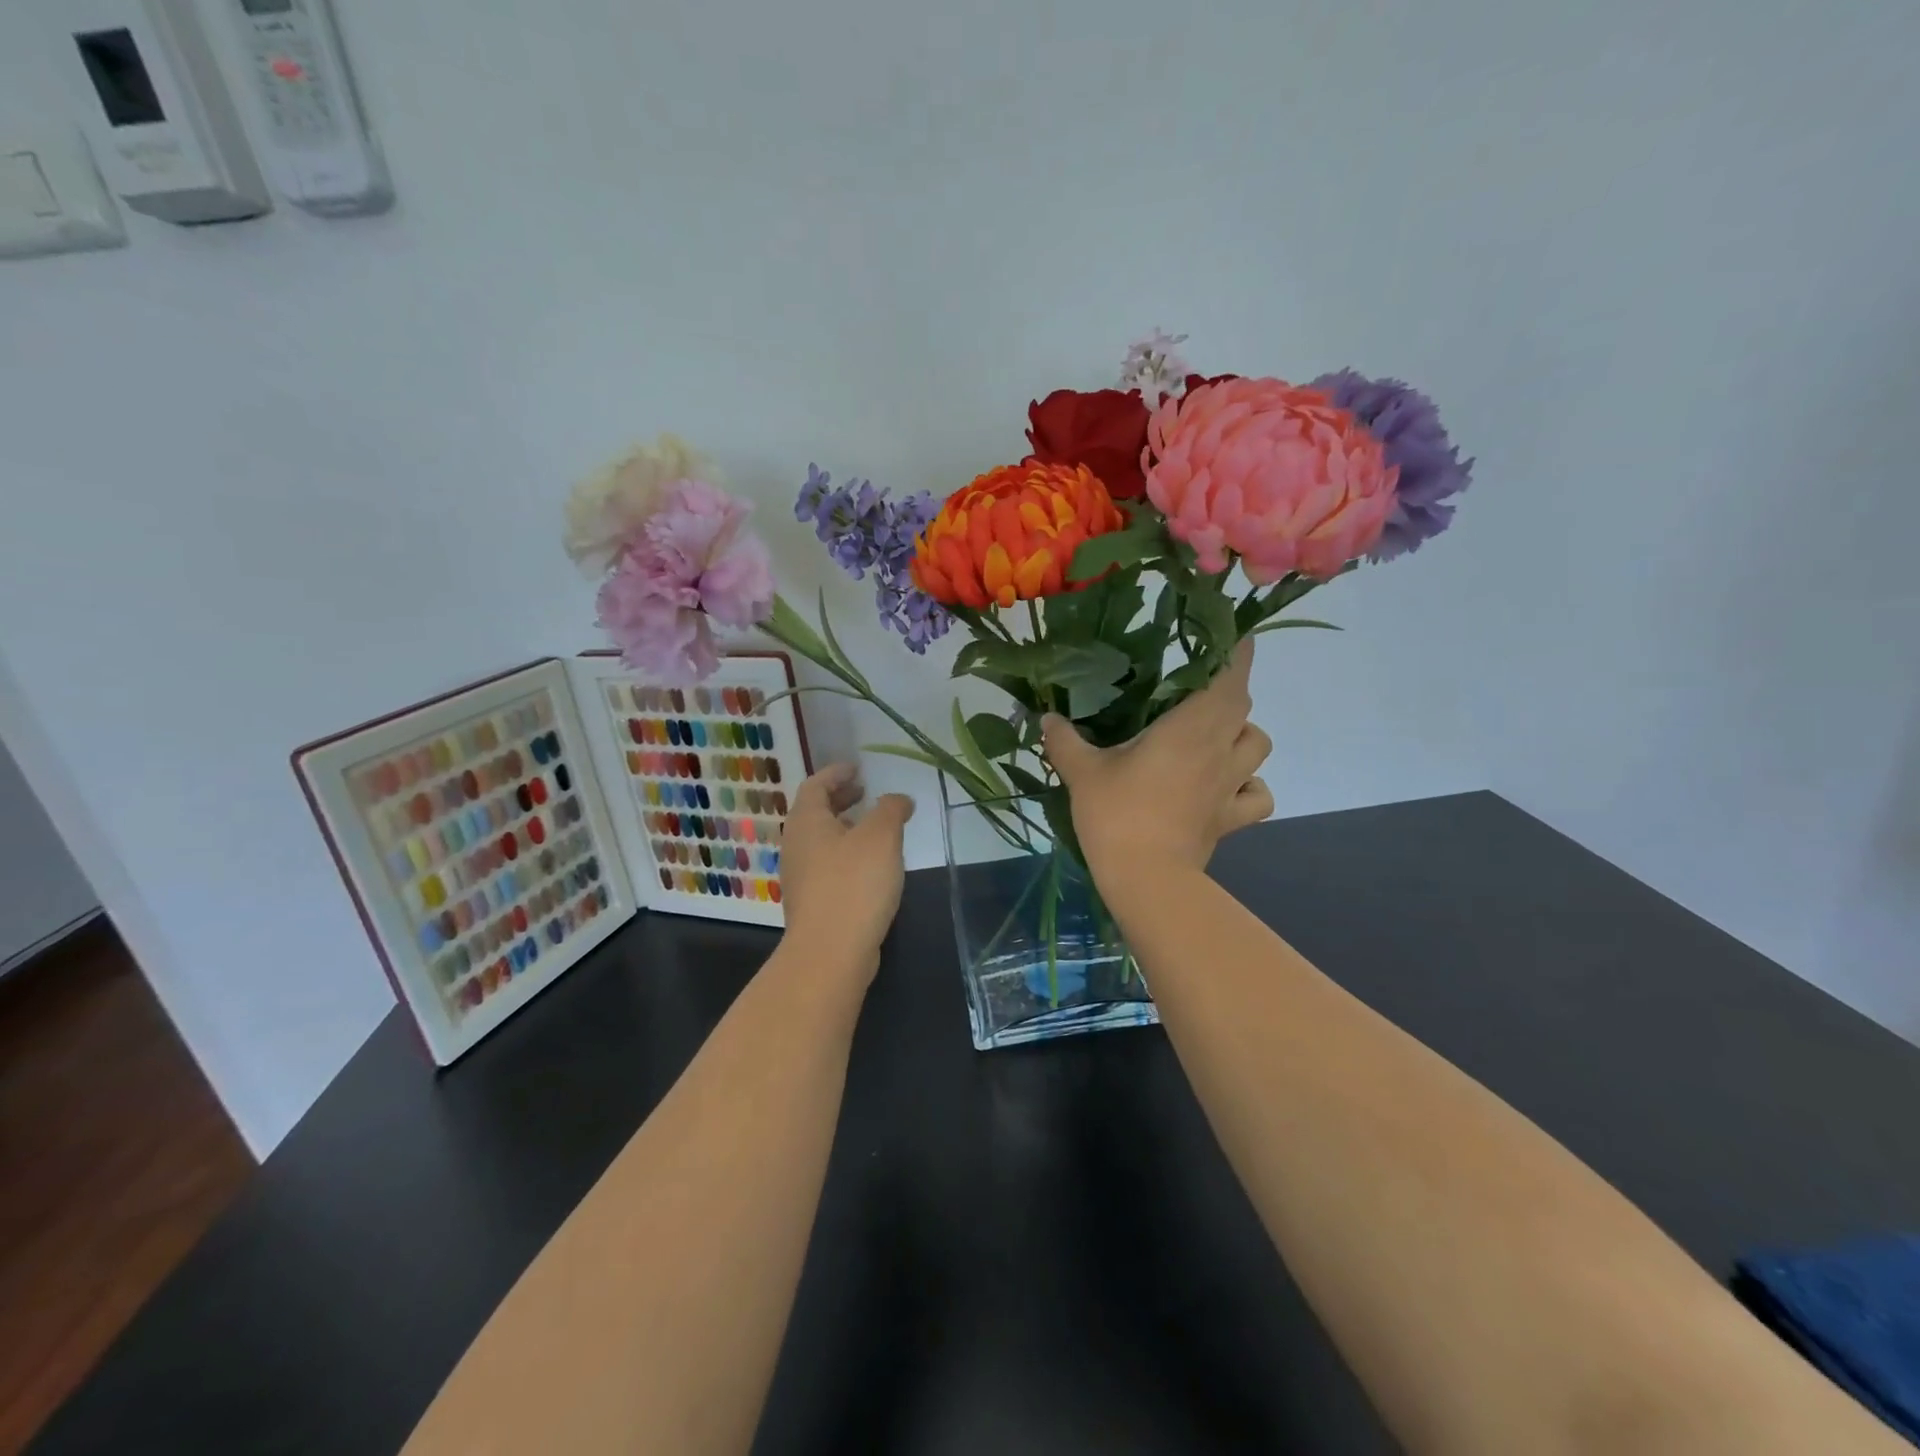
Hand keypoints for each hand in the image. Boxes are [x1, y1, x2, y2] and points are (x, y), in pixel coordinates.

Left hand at [778, 763, 913, 982]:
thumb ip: (891, 809)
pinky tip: (870, 866)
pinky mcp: (811, 902)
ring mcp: (800, 876)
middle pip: (815, 812)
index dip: (836, 773)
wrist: (830, 953)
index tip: (857, 768)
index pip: (815, 785)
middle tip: (864, 792)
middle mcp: (796, 845)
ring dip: (844, 827)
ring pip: (821, 840)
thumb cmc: (854, 884)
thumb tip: (898, 799)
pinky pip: (827, 864)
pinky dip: (846, 853)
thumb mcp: (881, 837)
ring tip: (873, 827)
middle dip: (840, 799)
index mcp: (806, 821)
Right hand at [1042, 639, 1272, 883]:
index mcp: (1189, 728)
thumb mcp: (1082, 772)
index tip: (1234, 635)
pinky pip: (1258, 795)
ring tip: (1214, 736)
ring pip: (1257, 744)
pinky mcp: (1231, 818)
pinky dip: (1251, 785)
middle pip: (1242, 706)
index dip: (1236, 653)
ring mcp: (1230, 785)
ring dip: (1242, 733)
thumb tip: (1046, 717)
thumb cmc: (1117, 814)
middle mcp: (1219, 749)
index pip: (1227, 678)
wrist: (1146, 879)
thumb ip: (1064, 740)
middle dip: (1228, 690)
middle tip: (1199, 688)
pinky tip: (1228, 786)